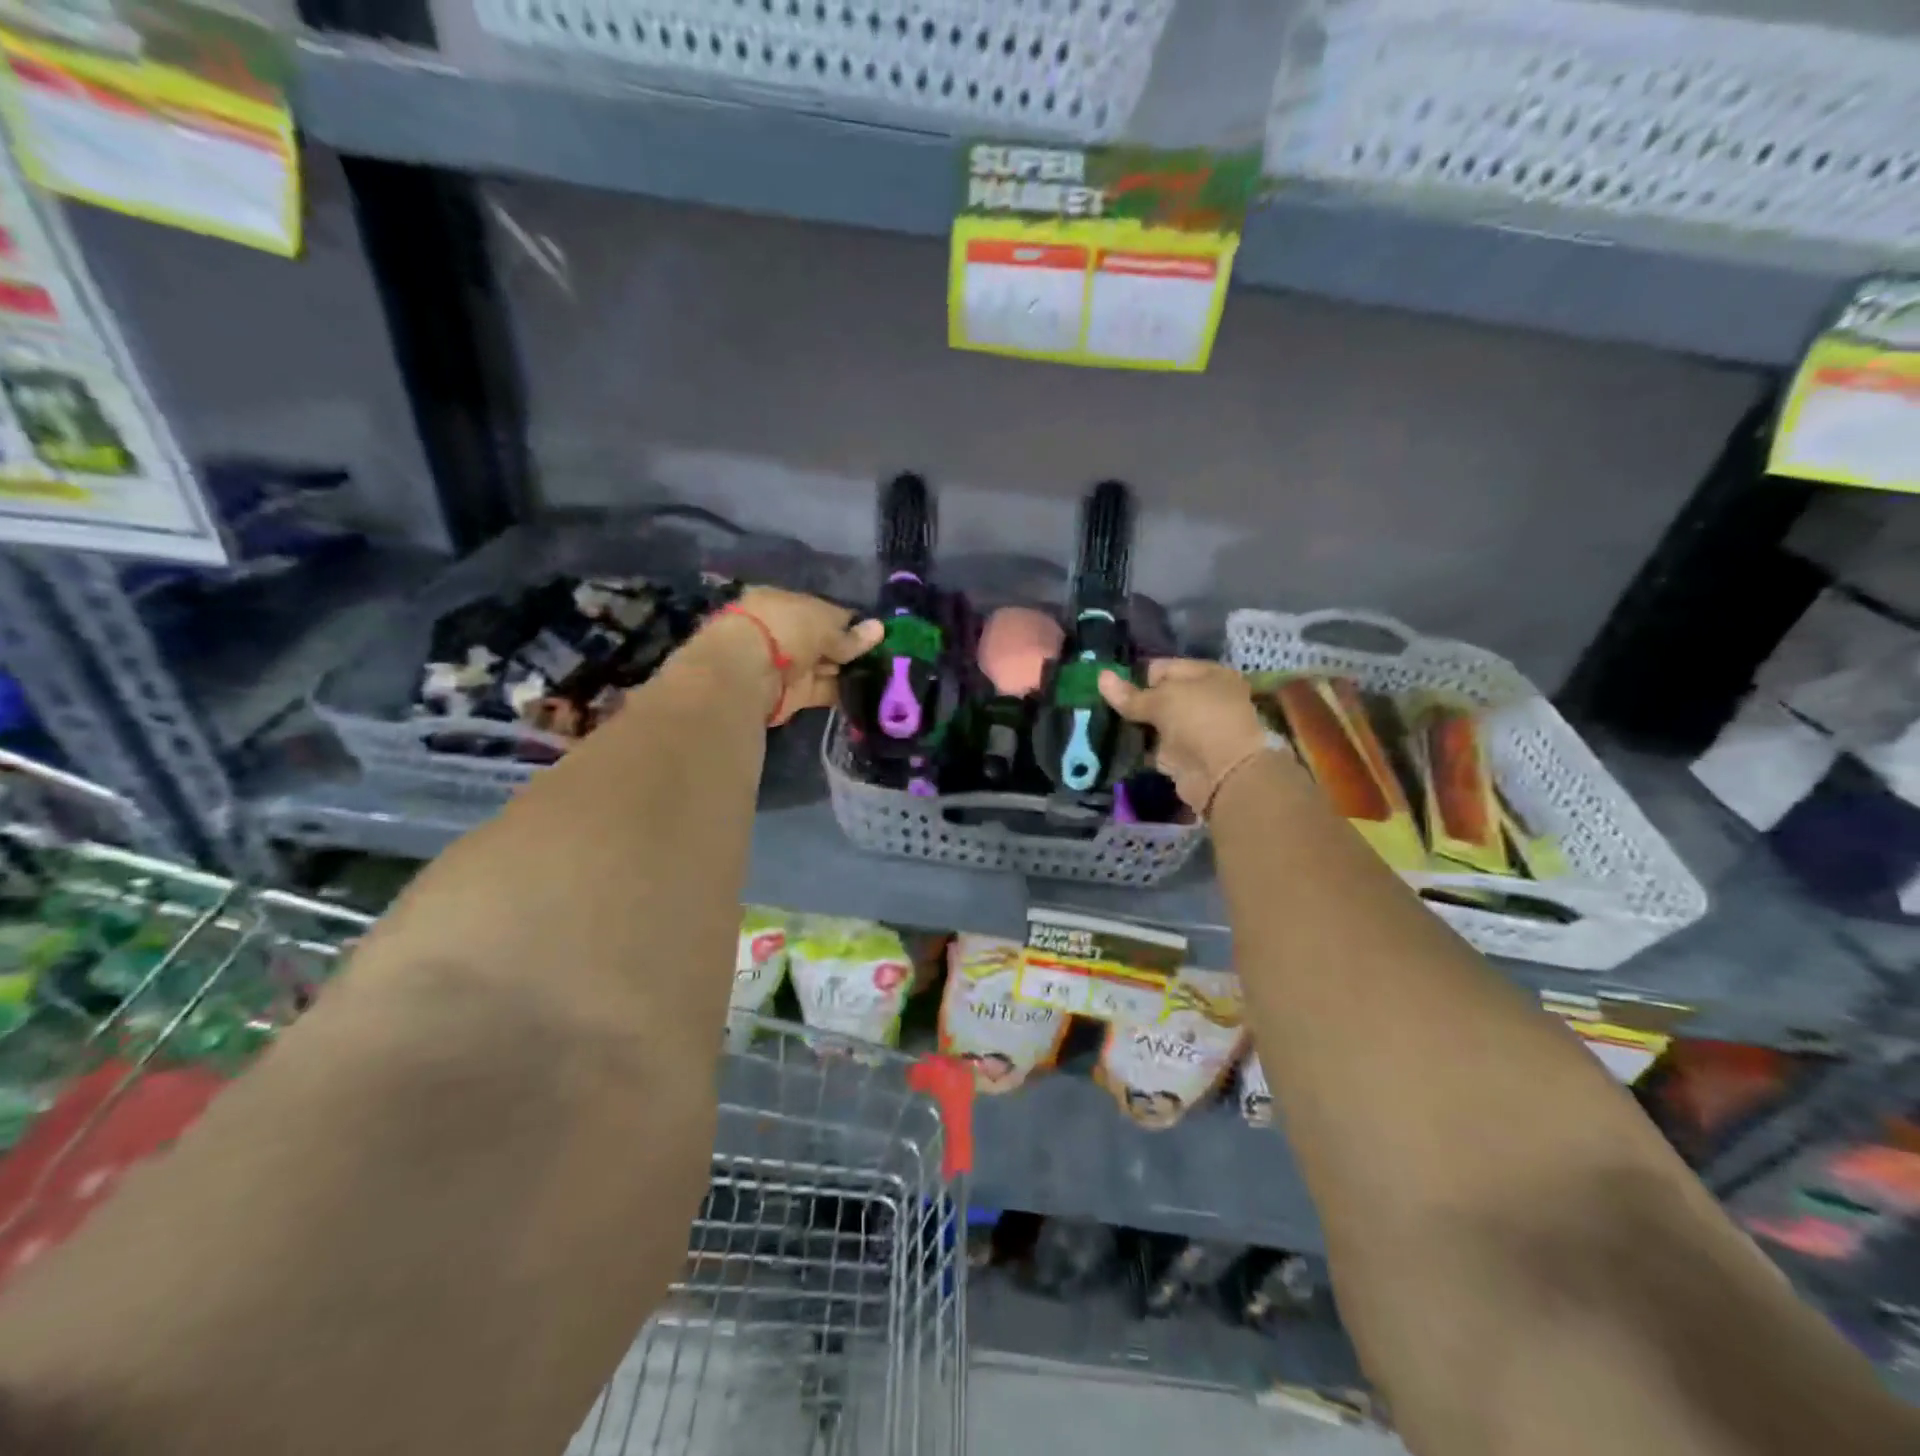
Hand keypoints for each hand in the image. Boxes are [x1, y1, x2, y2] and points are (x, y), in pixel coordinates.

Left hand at [700, 588, 882, 725]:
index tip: (876, 632)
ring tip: (886, 674)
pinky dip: (843, 692)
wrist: (749, 673)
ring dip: (850, 671)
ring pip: (826, 667)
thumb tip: (879, 629)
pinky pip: (824, 691)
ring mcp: (788, 666)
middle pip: (824, 641)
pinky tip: (870, 691)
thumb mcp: (824, 624)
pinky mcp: (793, 696)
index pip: (823, 611)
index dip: (850, 622)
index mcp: (784, 603)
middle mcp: (785, 633)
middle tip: (888, 655)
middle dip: (851, 649)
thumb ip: (851, 634)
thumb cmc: (786, 630)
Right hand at [1098, 659, 1273, 813]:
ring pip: (1156, 721)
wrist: (1222, 774)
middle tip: (1108, 708)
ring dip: (1136, 725)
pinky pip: (1155, 745)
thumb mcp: (1161, 701)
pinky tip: (1117, 744)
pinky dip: (1140, 746)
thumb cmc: (1198, 722)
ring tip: (1107, 725)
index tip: (1118, 690)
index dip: (1140, 677)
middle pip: (1160, 695)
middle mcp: (1205, 698)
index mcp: (1209, 675)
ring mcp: (1195, 728)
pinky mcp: (1184, 754)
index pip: (1164, 667)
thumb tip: (1101, 676)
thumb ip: (1129, 694)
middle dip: (1136, 702)